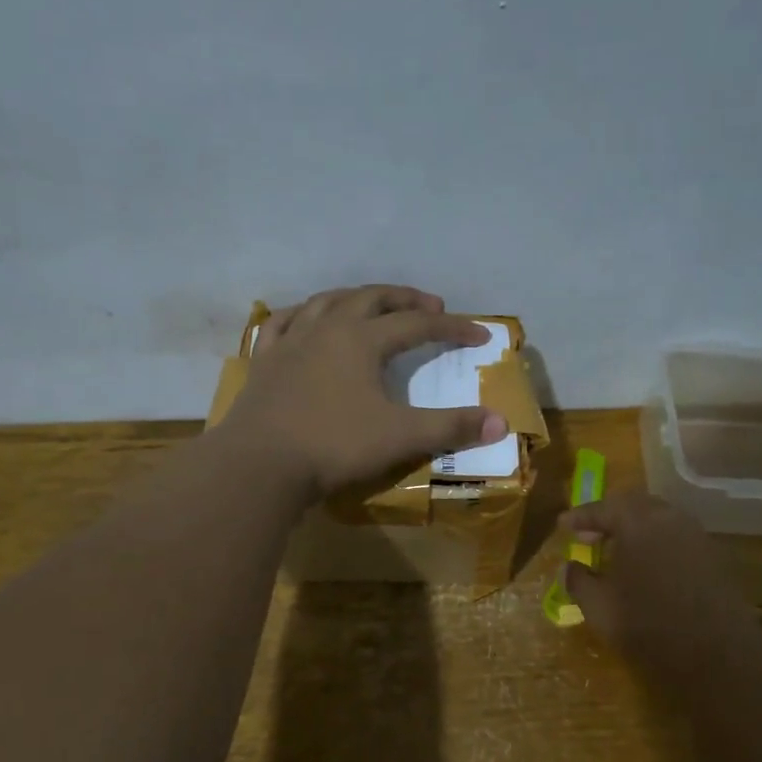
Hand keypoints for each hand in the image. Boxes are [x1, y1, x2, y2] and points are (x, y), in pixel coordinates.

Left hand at [221, 284, 509, 499]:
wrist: (260, 464)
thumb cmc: (334, 446)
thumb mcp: (400, 437)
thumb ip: (451, 428)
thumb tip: (501, 423)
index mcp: (362, 340)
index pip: (417, 324)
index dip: (451, 327)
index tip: (479, 335)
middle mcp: (326, 328)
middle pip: (372, 298)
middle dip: (405, 299)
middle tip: (430, 305)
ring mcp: (290, 341)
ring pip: (326, 301)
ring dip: (356, 297)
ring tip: (373, 303)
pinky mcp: (263, 360)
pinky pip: (281, 322)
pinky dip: (300, 314)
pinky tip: (304, 317)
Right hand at [561, 492, 761, 682]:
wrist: (717, 656)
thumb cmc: (647, 625)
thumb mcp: (598, 607)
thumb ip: (578, 581)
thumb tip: (569, 567)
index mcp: (638, 522)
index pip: (603, 508)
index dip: (580, 516)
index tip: (563, 525)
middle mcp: (670, 518)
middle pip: (634, 505)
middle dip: (609, 517)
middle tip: (589, 534)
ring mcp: (697, 536)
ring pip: (659, 520)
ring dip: (635, 529)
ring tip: (617, 551)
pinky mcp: (714, 558)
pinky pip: (677, 538)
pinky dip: (656, 544)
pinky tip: (647, 567)